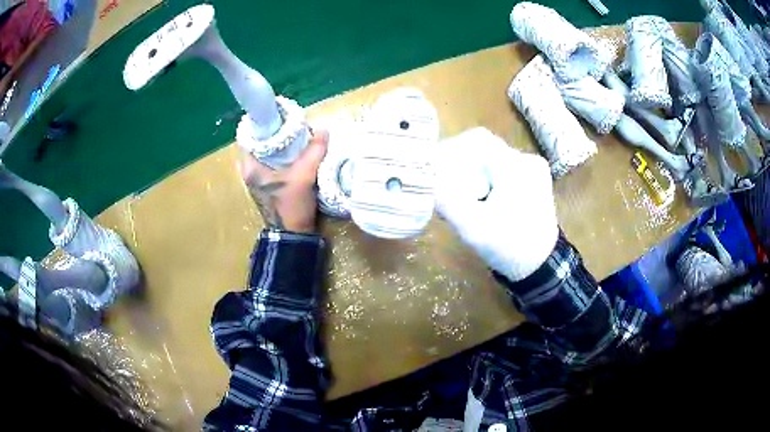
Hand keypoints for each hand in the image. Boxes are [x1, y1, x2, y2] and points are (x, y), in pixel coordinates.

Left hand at [238, 130, 328, 233]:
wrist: (293, 235)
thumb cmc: (290, 206)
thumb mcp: (303, 176)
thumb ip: (314, 152)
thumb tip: (323, 130)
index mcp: (250, 167)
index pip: (249, 135)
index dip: (263, 123)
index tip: (280, 115)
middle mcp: (250, 171)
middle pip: (260, 143)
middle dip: (276, 132)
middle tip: (292, 124)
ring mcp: (258, 179)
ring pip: (267, 153)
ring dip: (281, 145)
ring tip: (297, 135)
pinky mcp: (268, 184)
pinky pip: (274, 163)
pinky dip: (284, 156)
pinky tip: (298, 152)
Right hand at [434, 128, 558, 281]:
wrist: (541, 266)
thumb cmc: (509, 248)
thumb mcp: (473, 229)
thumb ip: (447, 201)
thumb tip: (426, 178)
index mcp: (516, 168)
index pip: (477, 140)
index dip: (452, 149)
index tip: (436, 170)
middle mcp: (527, 160)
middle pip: (483, 149)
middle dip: (461, 166)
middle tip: (446, 190)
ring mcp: (533, 169)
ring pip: (491, 159)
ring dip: (472, 174)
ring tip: (463, 200)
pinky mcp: (533, 178)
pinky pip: (502, 168)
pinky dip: (486, 179)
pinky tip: (480, 199)